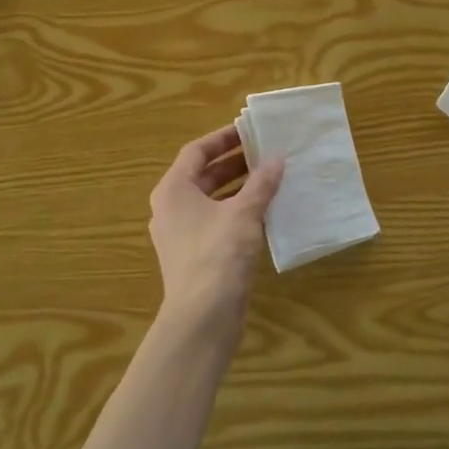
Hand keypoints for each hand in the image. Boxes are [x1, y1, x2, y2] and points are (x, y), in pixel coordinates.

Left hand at [147, 125, 284, 332]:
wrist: (202, 317)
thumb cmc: (218, 255)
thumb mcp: (244, 213)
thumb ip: (261, 183)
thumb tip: (277, 158)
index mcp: (173, 190)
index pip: (196, 152)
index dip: (222, 139)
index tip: (249, 130)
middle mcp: (171, 208)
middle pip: (202, 175)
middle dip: (233, 163)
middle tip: (264, 152)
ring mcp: (180, 234)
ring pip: (210, 200)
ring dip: (237, 188)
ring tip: (269, 178)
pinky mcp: (194, 256)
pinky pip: (215, 222)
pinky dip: (236, 212)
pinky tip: (263, 213)